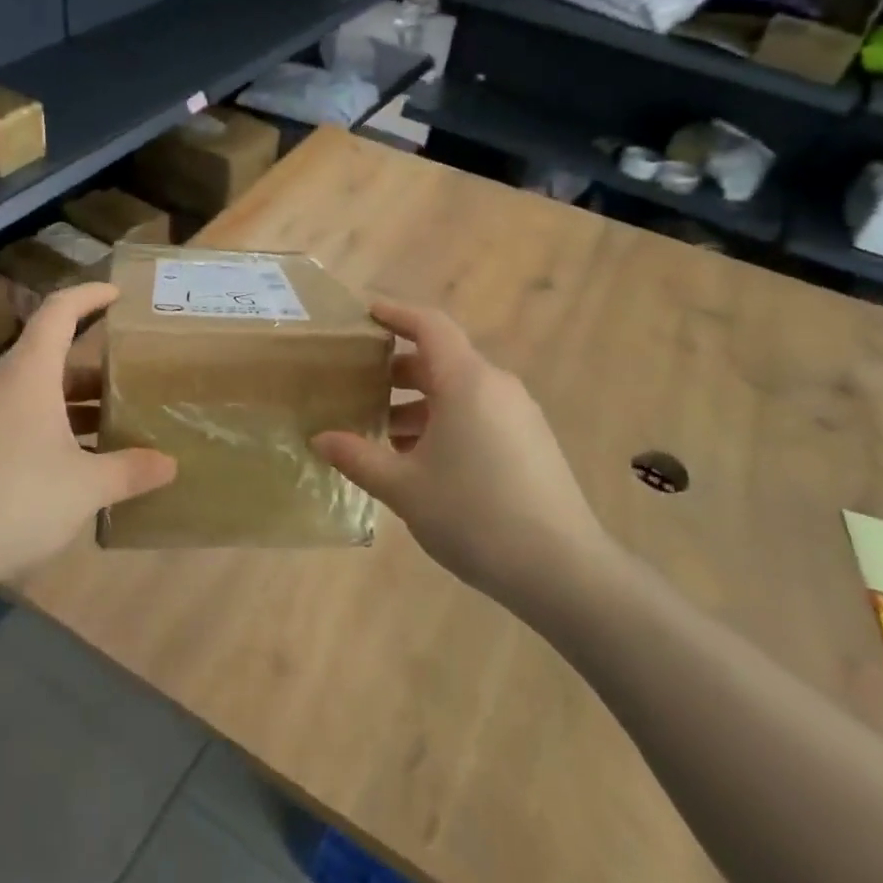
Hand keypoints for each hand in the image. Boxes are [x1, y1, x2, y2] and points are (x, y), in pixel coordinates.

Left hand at [0, 283, 175, 593]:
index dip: (89, 296)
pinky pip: (10, 420)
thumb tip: (170, 465)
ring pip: (29, 392)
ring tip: (105, 427)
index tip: (117, 295)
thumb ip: (130, 471)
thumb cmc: (13, 500)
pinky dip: (43, 428)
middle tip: (128, 381)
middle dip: (91, 367)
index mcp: (27, 374)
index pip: (58, 312)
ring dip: (68, 403)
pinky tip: (63, 467)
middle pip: (48, 357)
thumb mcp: (84, 488)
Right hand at [311, 301, 613, 598]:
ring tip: (383, 433)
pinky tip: (422, 460)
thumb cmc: (474, 515)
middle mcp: (496, 386)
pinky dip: (445, 422)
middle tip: (358, 386)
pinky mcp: (531, 442)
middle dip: (397, 370)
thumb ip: (358, 457)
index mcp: (466, 382)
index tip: (365, 313)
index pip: (429, 326)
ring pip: (459, 391)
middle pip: (441, 360)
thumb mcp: (404, 487)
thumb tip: (321, 439)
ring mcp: (519, 414)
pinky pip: (479, 414)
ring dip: (419, 403)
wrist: (562, 570)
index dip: (395, 313)